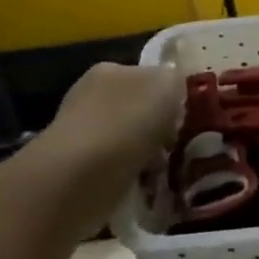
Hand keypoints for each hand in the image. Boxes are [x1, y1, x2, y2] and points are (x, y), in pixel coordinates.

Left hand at [42, 61, 184, 179]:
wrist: (82, 176)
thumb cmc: (128, 121)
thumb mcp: (168, 83)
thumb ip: (174, 79)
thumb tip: (172, 88)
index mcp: (110, 70)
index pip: (145, 76)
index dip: (167, 96)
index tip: (182, 118)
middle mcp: (90, 97)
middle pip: (136, 110)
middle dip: (156, 129)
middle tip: (175, 147)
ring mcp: (80, 135)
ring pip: (127, 143)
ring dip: (146, 157)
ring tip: (163, 173)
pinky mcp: (76, 172)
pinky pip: (116, 172)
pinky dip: (131, 179)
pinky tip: (144, 188)